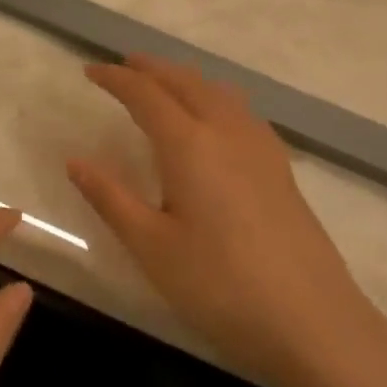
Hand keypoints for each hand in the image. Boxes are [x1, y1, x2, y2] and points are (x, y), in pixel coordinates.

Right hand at [67, 54, 386, 386]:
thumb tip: (75, 161)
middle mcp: (227, 132)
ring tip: (165, 84)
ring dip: (186, 79)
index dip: (116, 79)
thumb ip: (111, 198)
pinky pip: (241, 111)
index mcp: (190, 145)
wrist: (312, 320)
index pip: (146, 95)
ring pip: (218, 92)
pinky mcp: (281, 168)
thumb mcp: (151, 246)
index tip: (90, 71)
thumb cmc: (219, 285)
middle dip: (151, 68)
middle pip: (186, 82)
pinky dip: (215, 97)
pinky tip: (216, 120)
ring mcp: (260, 148)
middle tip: (123, 66)